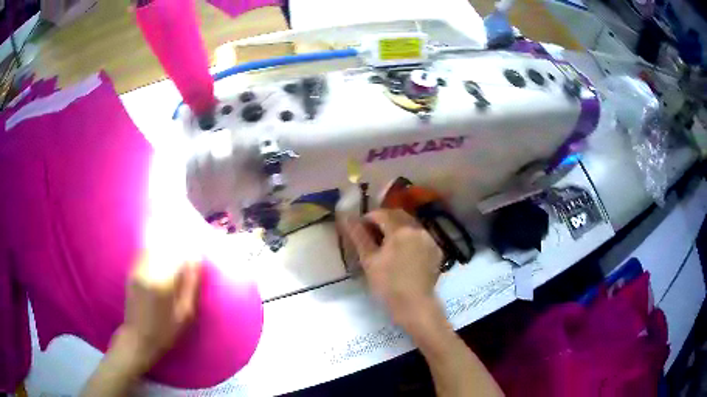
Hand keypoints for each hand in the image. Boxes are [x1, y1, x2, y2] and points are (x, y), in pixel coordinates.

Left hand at [111, 252, 200, 374]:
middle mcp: (148, 270)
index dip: (189, 254)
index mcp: (163, 282)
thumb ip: (191, 285)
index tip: (196, 260)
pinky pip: (144, 253)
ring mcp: (137, 269)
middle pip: (166, 248)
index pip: (179, 255)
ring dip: (166, 250)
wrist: (138, 338)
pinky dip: (154, 252)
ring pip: (154, 248)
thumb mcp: (185, 314)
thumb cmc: (165, 331)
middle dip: (178, 251)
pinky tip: (160, 261)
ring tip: (174, 260)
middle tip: (187, 261)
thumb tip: (197, 261)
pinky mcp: (131, 270)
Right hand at [344, 209, 442, 327]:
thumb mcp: (369, 260)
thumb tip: (347, 218)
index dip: (368, 218)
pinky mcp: (437, 251)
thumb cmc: (388, 283)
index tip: (360, 228)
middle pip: (399, 215)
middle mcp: (418, 229)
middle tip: (372, 233)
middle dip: (384, 219)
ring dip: (398, 228)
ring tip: (388, 243)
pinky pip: (421, 236)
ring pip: (411, 225)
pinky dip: (411, 238)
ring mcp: (430, 239)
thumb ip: (359, 236)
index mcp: (400, 229)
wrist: (414, 304)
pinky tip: (404, 252)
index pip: (381, 214)